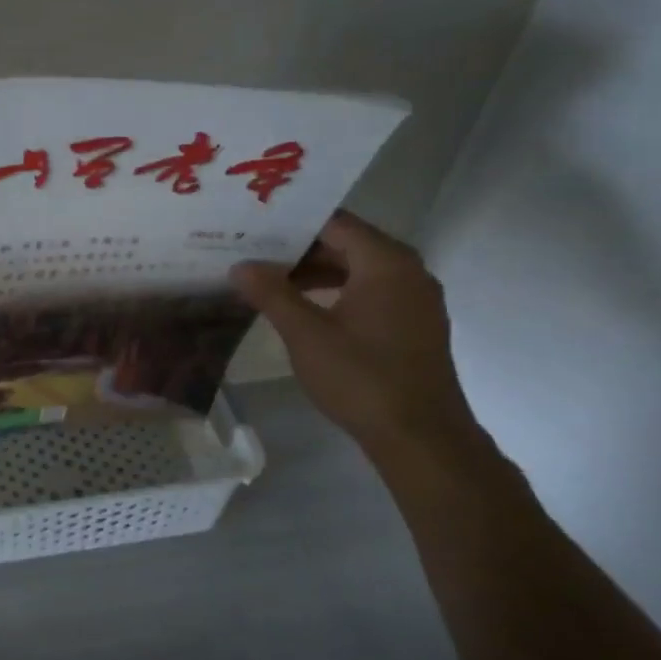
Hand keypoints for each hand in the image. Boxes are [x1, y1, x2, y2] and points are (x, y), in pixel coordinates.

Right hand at [232, 211, 482, 458]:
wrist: (419, 435)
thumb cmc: (360, 376)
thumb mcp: (305, 334)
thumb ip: (271, 294)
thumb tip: (240, 266)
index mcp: (386, 263)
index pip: (334, 224)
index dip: (292, 224)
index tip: (252, 228)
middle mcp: (408, 271)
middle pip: (347, 245)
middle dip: (299, 250)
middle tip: (251, 254)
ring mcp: (414, 300)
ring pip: (357, 271)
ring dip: (315, 275)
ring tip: (268, 283)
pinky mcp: (412, 325)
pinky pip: (370, 293)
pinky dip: (336, 293)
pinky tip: (302, 311)